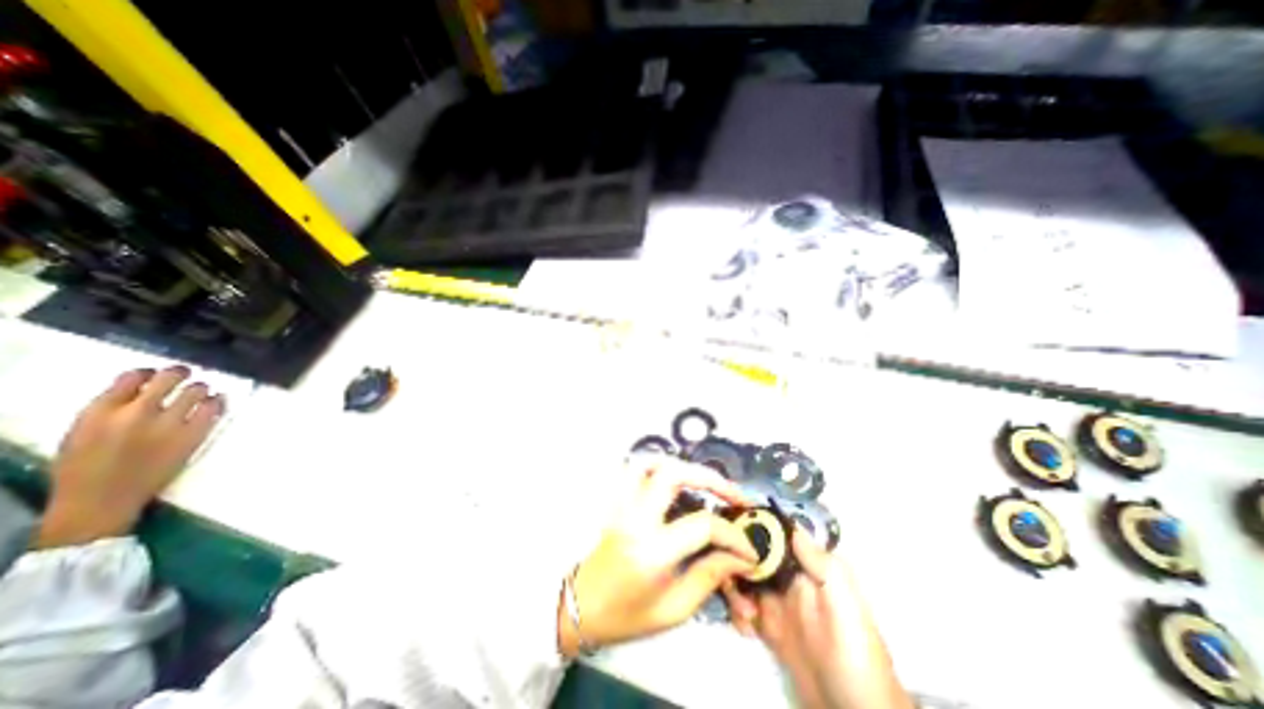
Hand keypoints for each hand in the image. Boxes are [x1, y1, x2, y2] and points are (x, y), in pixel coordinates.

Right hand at [37, 368, 225, 544]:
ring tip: (200, 392)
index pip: (132, 377)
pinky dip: (217, 402)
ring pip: (197, 390)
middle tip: (185, 374)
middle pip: (169, 378)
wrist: (102, 500)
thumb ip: (110, 408)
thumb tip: (142, 387)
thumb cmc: (86, 467)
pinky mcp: (193, 435)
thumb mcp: (82, 432)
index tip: (155, 374)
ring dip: (200, 388)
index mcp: (99, 412)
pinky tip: (215, 402)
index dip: (149, 373)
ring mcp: (168, 424)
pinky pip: (213, 409)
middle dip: (180, 373)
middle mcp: (136, 413)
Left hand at [564, 456, 758, 654]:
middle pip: (674, 475)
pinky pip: (633, 470)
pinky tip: (672, 478)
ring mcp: (623, 504)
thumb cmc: (628, 615)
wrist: (582, 607)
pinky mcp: (616, 500)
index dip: (733, 535)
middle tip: (734, 495)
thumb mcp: (675, 609)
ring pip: (649, 463)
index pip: (703, 526)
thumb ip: (710, 577)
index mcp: (653, 550)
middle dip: (711, 479)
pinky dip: (656, 466)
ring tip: (703, 481)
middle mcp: (637, 517)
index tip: (750, 549)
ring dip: (681, 465)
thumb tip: (740, 557)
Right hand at [727, 531, 913, 708]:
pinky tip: (746, 628)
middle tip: (731, 581)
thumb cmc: (856, 656)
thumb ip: (823, 566)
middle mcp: (790, 580)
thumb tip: (791, 526)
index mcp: (809, 569)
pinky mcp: (770, 628)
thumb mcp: (846, 607)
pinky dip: (738, 613)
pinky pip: (744, 608)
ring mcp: (778, 604)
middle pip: (752, 556)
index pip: (775, 538)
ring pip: (744, 580)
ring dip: (735, 590)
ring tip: (744, 613)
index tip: (732, 537)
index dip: (752, 531)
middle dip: (735, 563)